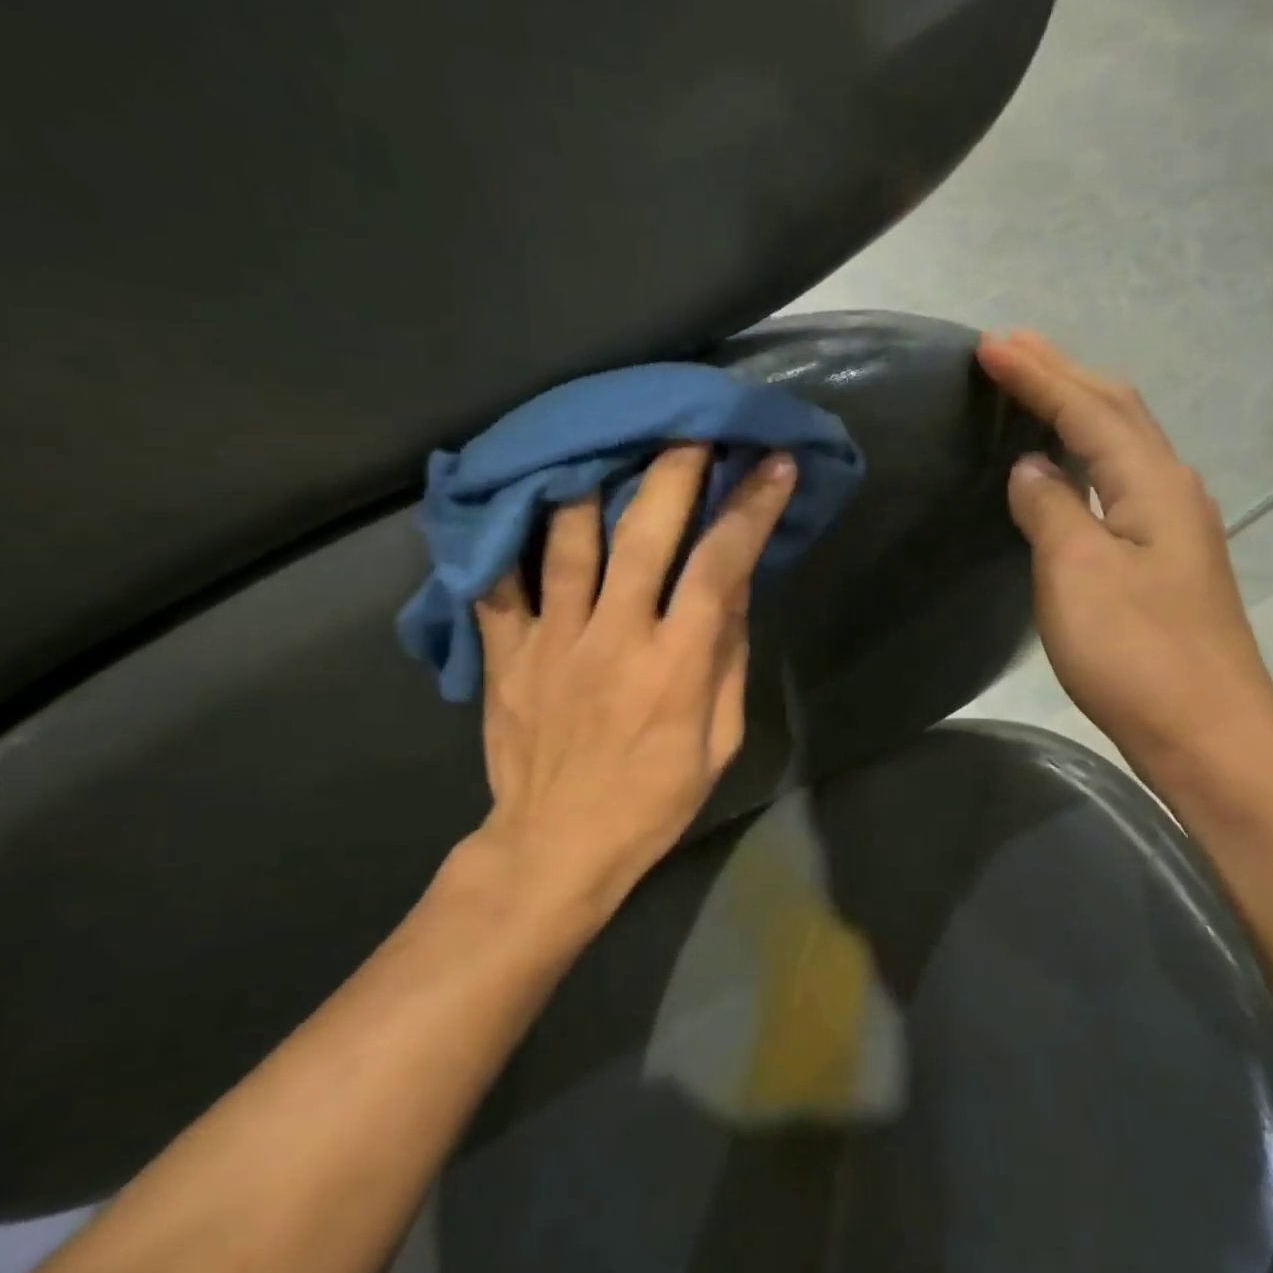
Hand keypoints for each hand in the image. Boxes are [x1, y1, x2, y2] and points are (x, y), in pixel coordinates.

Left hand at [447, 445, 796, 928]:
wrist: (556, 845)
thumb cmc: (653, 799)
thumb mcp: (718, 741)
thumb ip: (727, 660)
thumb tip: (734, 589)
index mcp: (676, 664)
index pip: (720, 566)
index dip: (750, 509)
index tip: (773, 466)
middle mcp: (614, 636)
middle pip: (642, 533)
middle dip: (673, 470)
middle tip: (690, 427)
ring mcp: (552, 640)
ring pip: (565, 539)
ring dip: (591, 482)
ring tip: (605, 443)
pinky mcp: (506, 653)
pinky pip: (498, 582)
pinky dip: (507, 536)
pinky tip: (518, 499)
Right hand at [978, 330, 1272, 787]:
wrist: (1206, 735)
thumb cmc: (1137, 653)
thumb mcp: (1078, 574)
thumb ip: (1052, 509)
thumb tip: (1032, 468)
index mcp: (1153, 483)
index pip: (1088, 408)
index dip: (1037, 374)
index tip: (989, 344)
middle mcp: (1171, 490)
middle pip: (1116, 411)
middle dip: (1062, 373)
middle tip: (1010, 349)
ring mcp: (1174, 526)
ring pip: (1122, 444)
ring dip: (1077, 407)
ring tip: (1034, 387)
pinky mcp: (1164, 559)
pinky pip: (1119, 481)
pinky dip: (1086, 453)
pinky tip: (1066, 466)